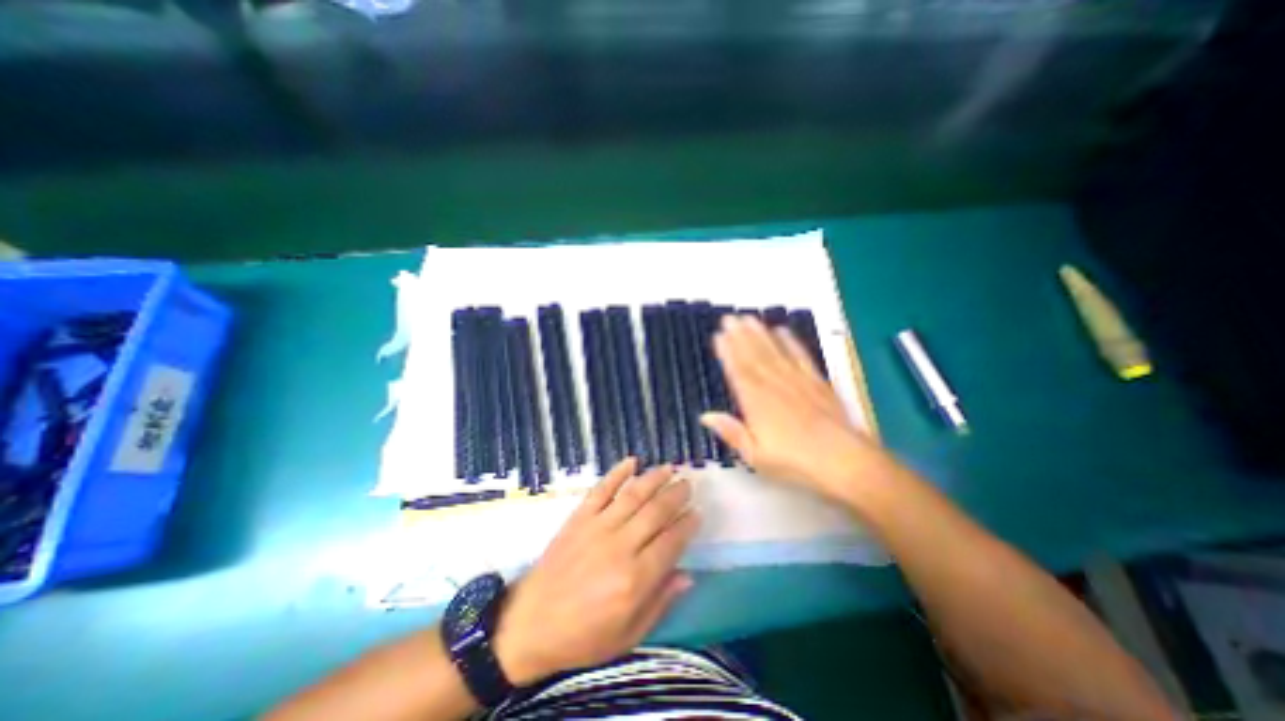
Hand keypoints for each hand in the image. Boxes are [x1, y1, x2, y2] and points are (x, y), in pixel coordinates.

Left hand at [494, 463, 698, 686]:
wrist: (530, 625)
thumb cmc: (583, 637)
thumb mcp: (627, 636)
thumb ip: (660, 603)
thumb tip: (688, 575)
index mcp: (635, 579)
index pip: (671, 542)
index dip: (687, 525)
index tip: (697, 513)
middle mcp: (620, 546)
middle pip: (656, 512)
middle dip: (676, 495)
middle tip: (688, 485)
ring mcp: (597, 527)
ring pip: (633, 495)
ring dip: (654, 479)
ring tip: (669, 468)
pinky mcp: (579, 518)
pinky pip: (601, 489)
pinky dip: (617, 473)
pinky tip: (631, 461)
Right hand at [701, 316, 885, 501]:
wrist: (845, 461)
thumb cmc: (795, 463)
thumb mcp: (756, 456)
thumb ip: (731, 432)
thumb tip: (705, 416)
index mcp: (757, 402)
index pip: (738, 371)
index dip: (727, 352)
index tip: (718, 335)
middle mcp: (774, 385)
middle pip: (754, 356)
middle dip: (739, 335)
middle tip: (729, 318)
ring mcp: (797, 380)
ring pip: (774, 351)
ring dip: (760, 333)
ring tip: (748, 318)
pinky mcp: (817, 381)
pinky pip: (800, 356)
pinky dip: (791, 341)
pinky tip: (782, 331)